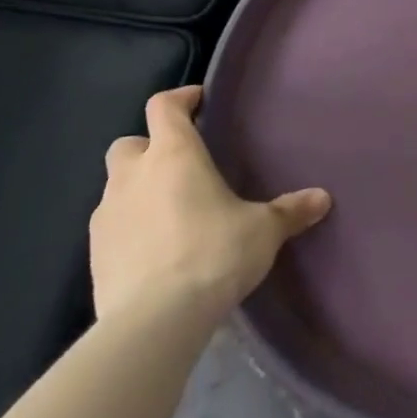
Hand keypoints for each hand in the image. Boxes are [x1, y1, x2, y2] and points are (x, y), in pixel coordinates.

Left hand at [91, 86, 329, 323]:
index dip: (180, 98)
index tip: (199, 102)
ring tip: (171, 211)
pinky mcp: (94, 254)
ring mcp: (106, 215)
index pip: (164, 106)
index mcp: (174, 155)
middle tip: (181, 164)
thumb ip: (290, 210)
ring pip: (116, 185)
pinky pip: (112, 226)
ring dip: (138, 189)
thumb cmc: (214, 253)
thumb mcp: (263, 230)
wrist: (155, 319)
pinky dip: (130, 226)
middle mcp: (133, 176)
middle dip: (150, 147)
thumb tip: (322, 198)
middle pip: (129, 143)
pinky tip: (156, 248)